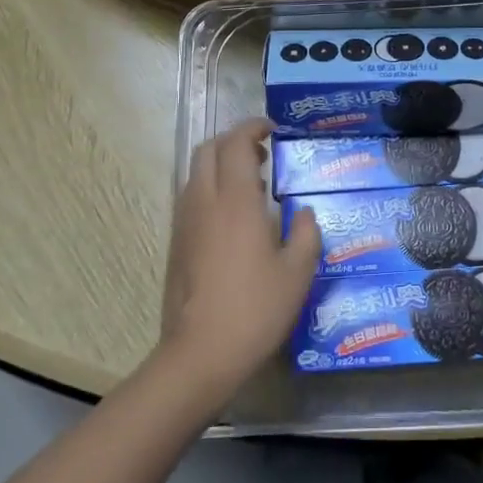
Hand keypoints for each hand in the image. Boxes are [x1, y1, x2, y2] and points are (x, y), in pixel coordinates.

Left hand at [159, 119, 320, 401]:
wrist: (199, 354)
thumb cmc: (255, 309)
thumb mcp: (297, 273)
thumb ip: (305, 234)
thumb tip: (303, 213)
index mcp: (236, 200)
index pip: (237, 143)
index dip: (253, 127)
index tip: (273, 129)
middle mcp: (204, 201)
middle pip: (209, 149)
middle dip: (234, 140)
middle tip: (263, 153)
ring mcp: (185, 221)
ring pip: (196, 172)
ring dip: (221, 164)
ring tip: (252, 184)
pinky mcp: (177, 242)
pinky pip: (191, 196)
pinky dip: (211, 188)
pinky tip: (234, 218)